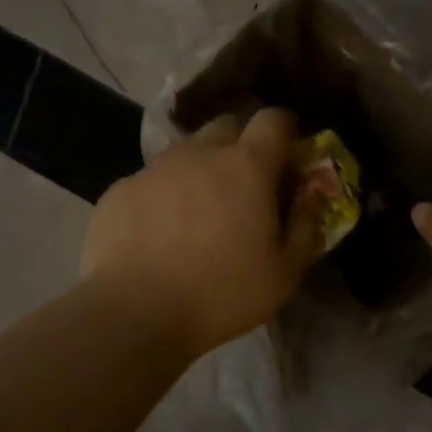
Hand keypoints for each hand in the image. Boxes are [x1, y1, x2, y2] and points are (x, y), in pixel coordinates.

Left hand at [81, 107, 325, 360]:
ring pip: (186, 151)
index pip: (273, 119)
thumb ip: (305, 229)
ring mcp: (155, 167)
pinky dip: (163, 194)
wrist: (133, 313)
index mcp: (247, 166)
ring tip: (198, 209)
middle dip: (241, 143)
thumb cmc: (221, 294)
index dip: (284, 129)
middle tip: (244, 183)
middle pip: (227, 125)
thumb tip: (311, 200)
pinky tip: (158, 231)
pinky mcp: (121, 188)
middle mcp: (201, 153)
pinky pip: (151, 178)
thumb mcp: (284, 275)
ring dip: (200, 168)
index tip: (287, 153)